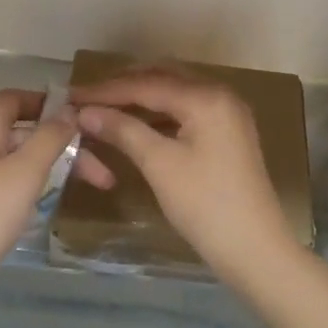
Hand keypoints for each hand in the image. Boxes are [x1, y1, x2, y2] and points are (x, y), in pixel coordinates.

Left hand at [0, 89, 77, 307]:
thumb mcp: (25, 172)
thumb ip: (50, 137)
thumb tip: (68, 110)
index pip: (17, 97)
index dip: (51, 104)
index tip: (85, 121)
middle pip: (23, 130)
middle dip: (63, 144)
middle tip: (102, 171)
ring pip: (17, 156)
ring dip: (53, 165)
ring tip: (92, 186)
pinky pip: (5, 176)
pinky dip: (32, 181)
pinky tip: (53, 199)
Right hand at [72, 70, 300, 283]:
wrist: (255, 249)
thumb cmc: (205, 205)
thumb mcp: (160, 164)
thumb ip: (123, 130)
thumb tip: (85, 112)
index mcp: (206, 97)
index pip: (147, 83)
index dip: (106, 90)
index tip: (72, 95)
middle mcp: (220, 95)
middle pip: (163, 77)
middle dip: (124, 86)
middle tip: (88, 98)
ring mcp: (227, 114)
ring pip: (176, 93)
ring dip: (141, 98)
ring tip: (105, 110)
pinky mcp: (228, 133)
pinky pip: (187, 110)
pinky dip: (159, 114)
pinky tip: (136, 125)